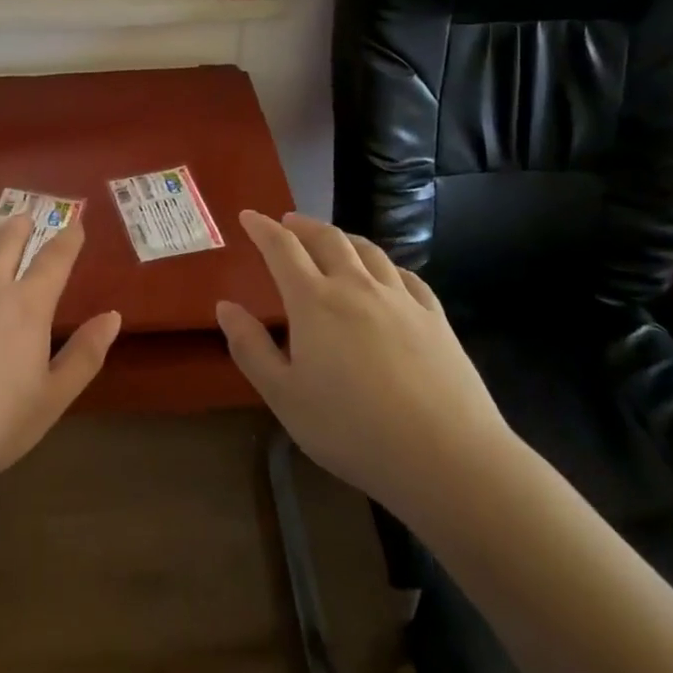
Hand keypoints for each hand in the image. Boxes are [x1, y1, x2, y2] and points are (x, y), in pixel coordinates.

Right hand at [216, 211, 512, 509]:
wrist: (447, 457)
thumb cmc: (352, 430)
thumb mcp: (284, 397)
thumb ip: (251, 348)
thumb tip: (225, 306)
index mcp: (314, 301)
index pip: (282, 248)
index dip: (262, 228)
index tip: (248, 215)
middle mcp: (356, 286)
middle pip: (327, 238)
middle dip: (302, 225)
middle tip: (287, 222)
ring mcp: (400, 299)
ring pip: (368, 250)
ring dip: (343, 237)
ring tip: (332, 239)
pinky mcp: (434, 318)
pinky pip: (405, 275)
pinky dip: (385, 265)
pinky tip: (386, 275)